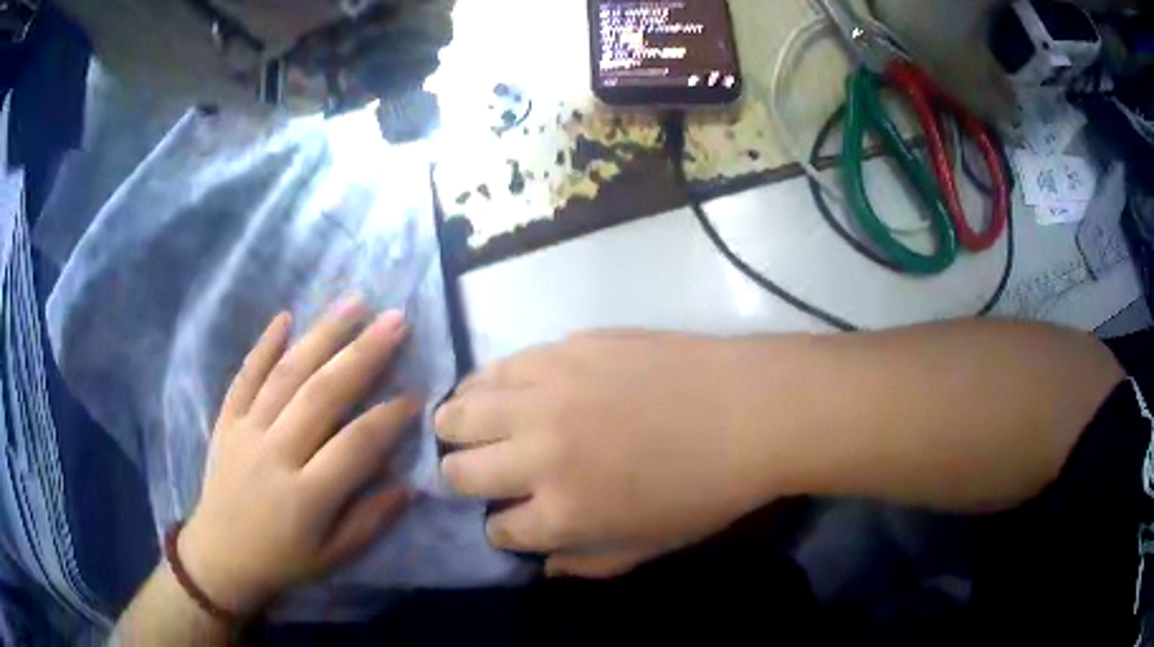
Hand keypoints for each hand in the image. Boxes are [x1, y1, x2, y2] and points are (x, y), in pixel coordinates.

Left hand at [178, 300, 418, 615]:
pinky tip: (285, 316)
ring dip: (321, 335)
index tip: (416, 394)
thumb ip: (371, 521)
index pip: (355, 445)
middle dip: (363, 354)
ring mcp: (246, 431)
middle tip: (395, 320)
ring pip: (286, 375)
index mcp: (306, 495)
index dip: (388, 418)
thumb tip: (410, 484)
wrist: (220, 556)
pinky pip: (244, 376)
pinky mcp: (226, 420)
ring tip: (353, 303)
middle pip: (322, 395)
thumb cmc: (283, 561)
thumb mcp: (334, 557)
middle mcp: (276, 454)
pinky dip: (263, 345)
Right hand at [435, 332, 776, 577]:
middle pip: (462, 470)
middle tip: (471, 472)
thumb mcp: (654, 546)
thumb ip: (592, 564)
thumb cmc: (710, 489)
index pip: (500, 530)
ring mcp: (547, 395)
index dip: (500, 530)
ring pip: (463, 412)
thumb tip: (544, 566)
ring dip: (453, 425)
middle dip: (458, 477)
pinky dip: (484, 383)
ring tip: (455, 425)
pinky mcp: (563, 350)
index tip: (508, 522)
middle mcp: (539, 454)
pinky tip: (491, 387)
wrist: (750, 409)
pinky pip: (500, 366)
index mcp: (563, 513)